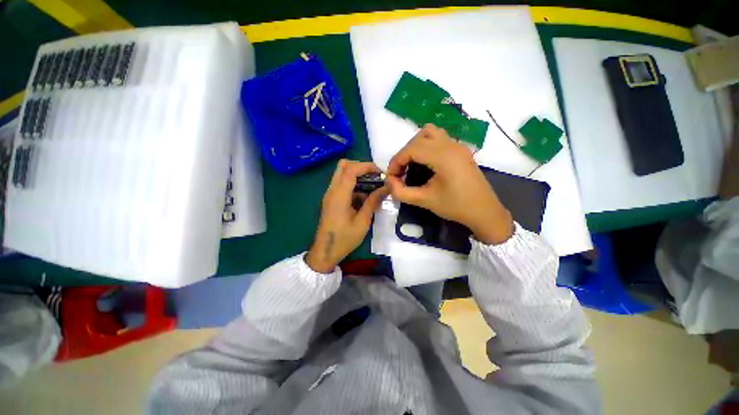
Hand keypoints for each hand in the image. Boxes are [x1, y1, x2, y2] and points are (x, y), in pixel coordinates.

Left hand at [305, 160, 388, 272]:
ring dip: (358, 175)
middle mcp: (332, 190)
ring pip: (342, 174)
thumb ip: (373, 201)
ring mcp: (330, 194)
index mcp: (339, 195)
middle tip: (375, 177)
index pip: (351, 169)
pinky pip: (342, 184)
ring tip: (374, 186)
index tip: (381, 172)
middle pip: (343, 166)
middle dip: (361, 167)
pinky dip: (354, 184)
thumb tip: (386, 188)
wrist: (326, 251)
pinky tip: (365, 196)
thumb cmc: (345, 238)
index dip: (367, 166)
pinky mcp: (331, 199)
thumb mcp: (363, 221)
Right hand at [387, 124, 513, 244]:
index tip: (391, 177)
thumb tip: (389, 184)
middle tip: (401, 172)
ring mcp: (458, 146)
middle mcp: (451, 145)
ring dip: (416, 145)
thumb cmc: (456, 207)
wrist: (484, 212)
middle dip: (405, 153)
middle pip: (419, 137)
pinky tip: (425, 163)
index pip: (412, 149)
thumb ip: (402, 192)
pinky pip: (439, 139)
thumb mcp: (425, 201)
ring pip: (430, 133)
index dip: (396, 161)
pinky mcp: (461, 150)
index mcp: (443, 157)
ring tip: (412, 164)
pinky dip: (427, 146)